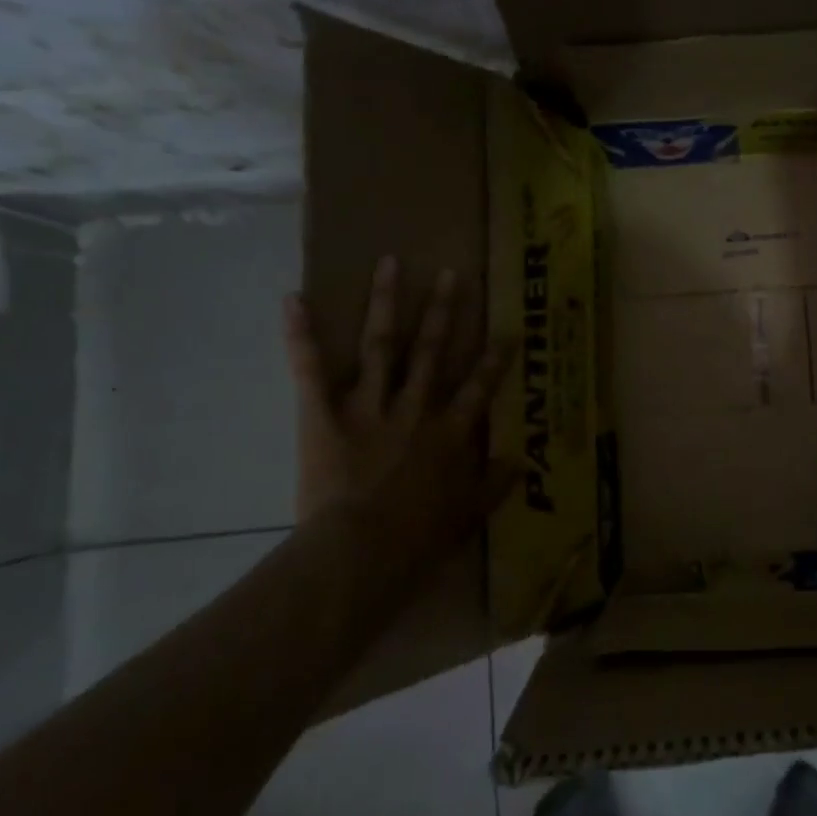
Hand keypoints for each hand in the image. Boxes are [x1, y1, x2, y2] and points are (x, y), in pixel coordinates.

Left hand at [283, 256, 515, 577]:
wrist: (361, 552)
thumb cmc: (416, 539)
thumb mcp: (467, 516)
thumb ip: (494, 485)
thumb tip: (521, 461)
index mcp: (449, 433)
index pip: (477, 387)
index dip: (494, 359)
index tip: (508, 331)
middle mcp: (415, 408)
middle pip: (431, 351)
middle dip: (442, 311)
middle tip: (450, 274)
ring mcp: (369, 406)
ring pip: (382, 345)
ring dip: (386, 302)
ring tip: (389, 263)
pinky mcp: (324, 414)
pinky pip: (311, 369)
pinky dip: (301, 334)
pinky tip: (294, 298)